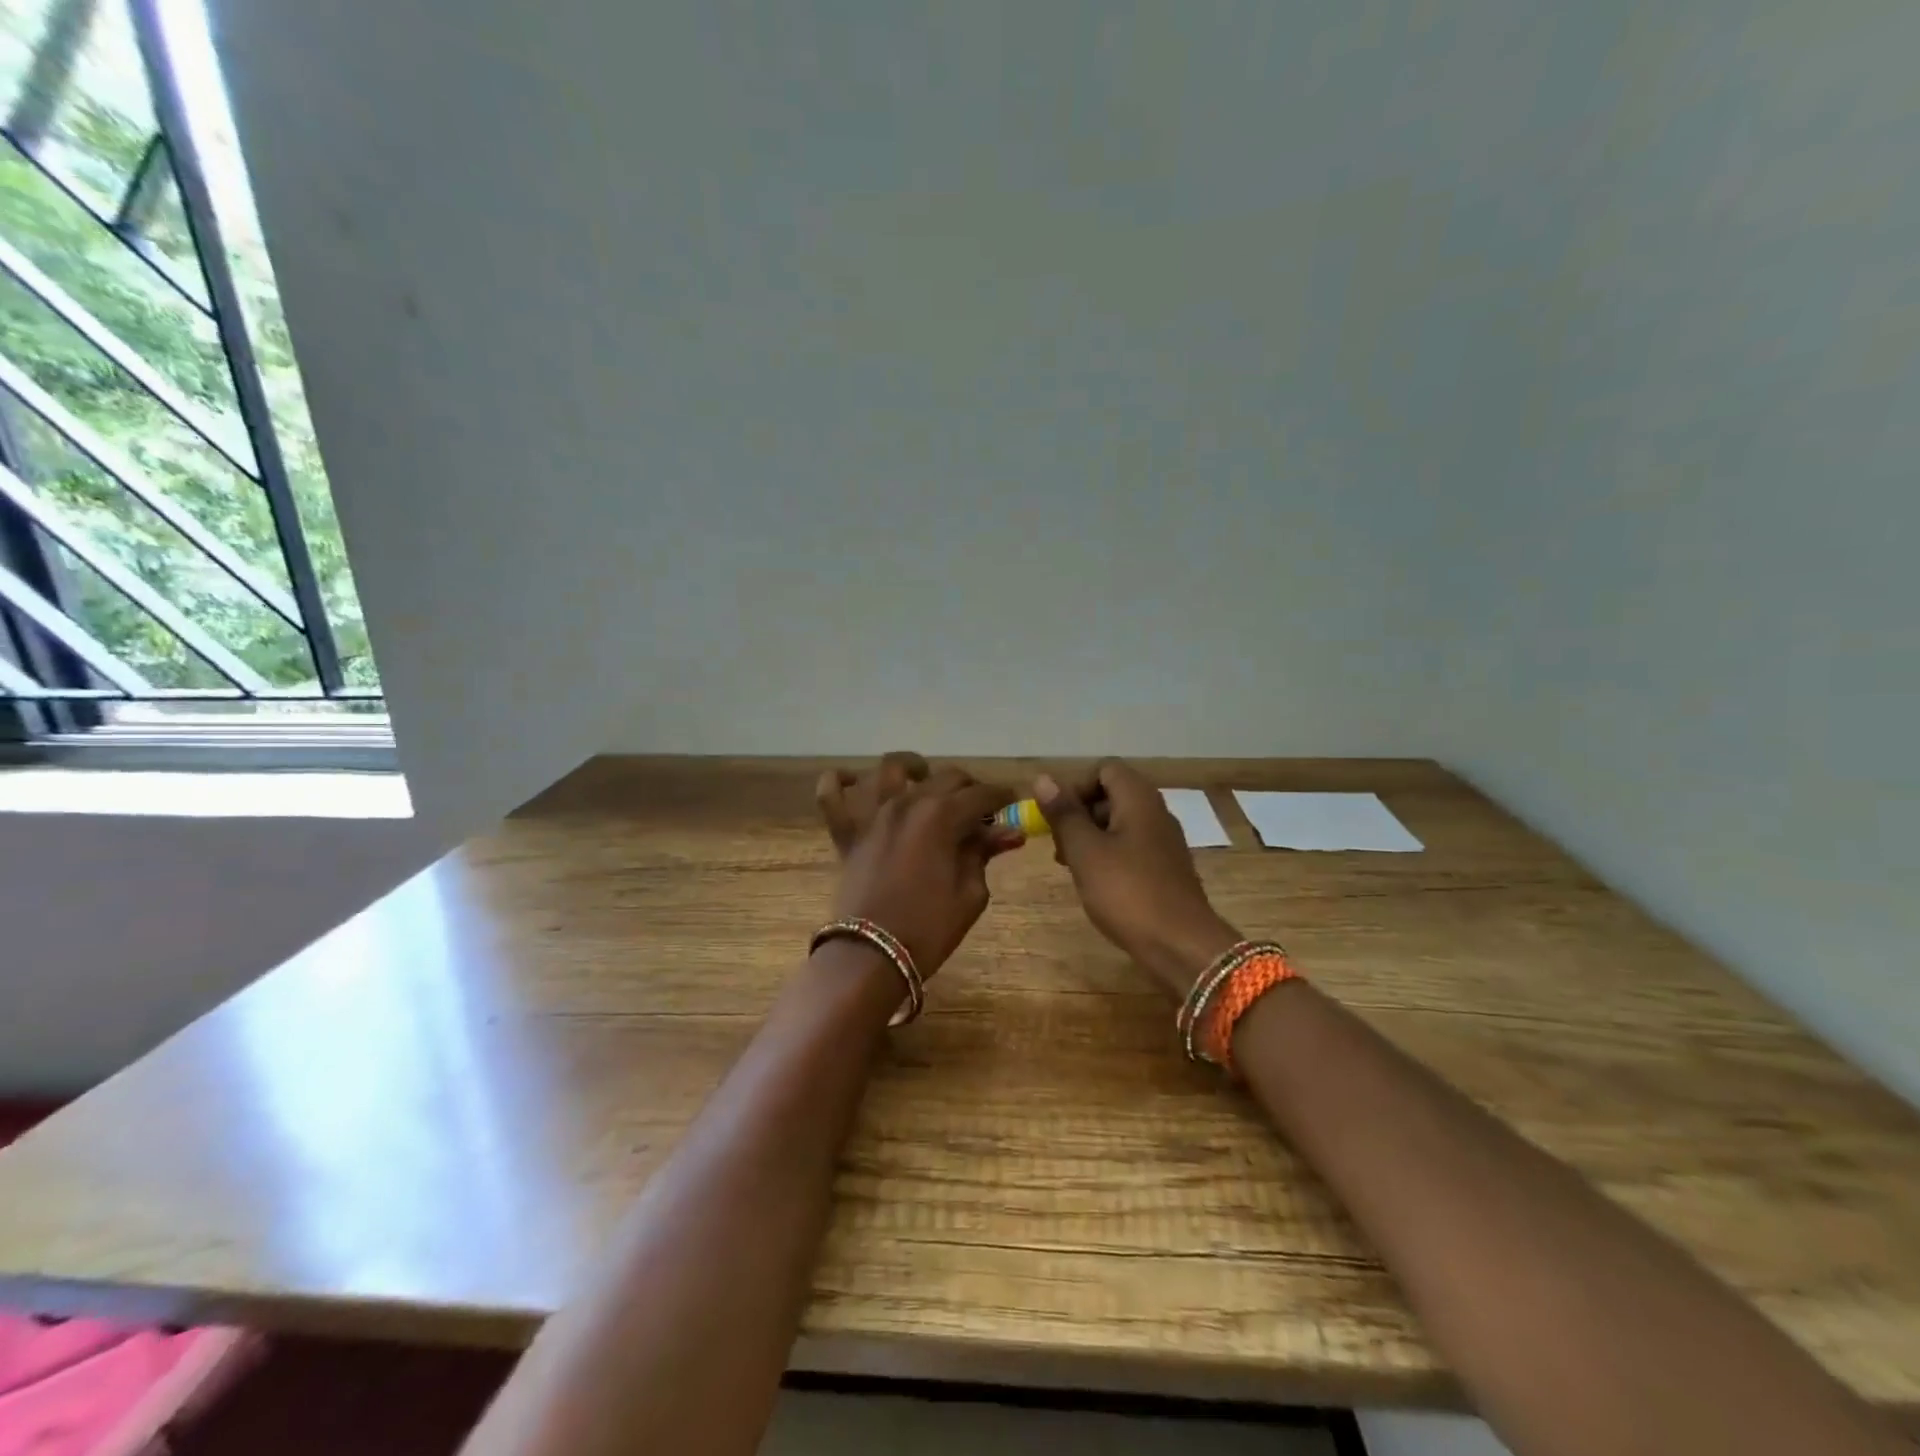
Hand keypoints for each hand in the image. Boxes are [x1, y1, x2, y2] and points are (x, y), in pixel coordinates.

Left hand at [816, 755, 1021, 976]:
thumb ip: (984, 853)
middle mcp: (907, 802)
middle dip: (969, 787)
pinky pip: (831, 794)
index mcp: (942, 816)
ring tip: (923, 778)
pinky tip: (852, 781)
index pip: (981, 795)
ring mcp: (872, 814)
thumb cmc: (929, 928)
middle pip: (946, 776)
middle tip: (979, 809)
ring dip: (912, 767)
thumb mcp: (970, 894)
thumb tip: (1009, 831)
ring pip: (890, 769)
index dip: (1002, 797)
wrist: (871, 956)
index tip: (1014, 802)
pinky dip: (838, 781)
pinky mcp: (847, 832)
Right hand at [1035, 760, 1240, 998]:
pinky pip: (1132, 847)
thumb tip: (1043, 778)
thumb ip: (1064, 814)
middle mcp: (1156, 812)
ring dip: (1091, 837)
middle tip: (1059, 846)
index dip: (1076, 787)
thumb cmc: (1127, 892)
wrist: (1181, 945)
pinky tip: (1096, 883)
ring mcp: (1164, 842)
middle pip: (1112, 794)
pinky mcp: (1166, 868)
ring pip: (1120, 823)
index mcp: (1139, 799)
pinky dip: (1109, 856)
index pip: (1104, 769)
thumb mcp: (1085, 851)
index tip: (1058, 818)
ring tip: (1071, 867)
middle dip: (1080, 814)